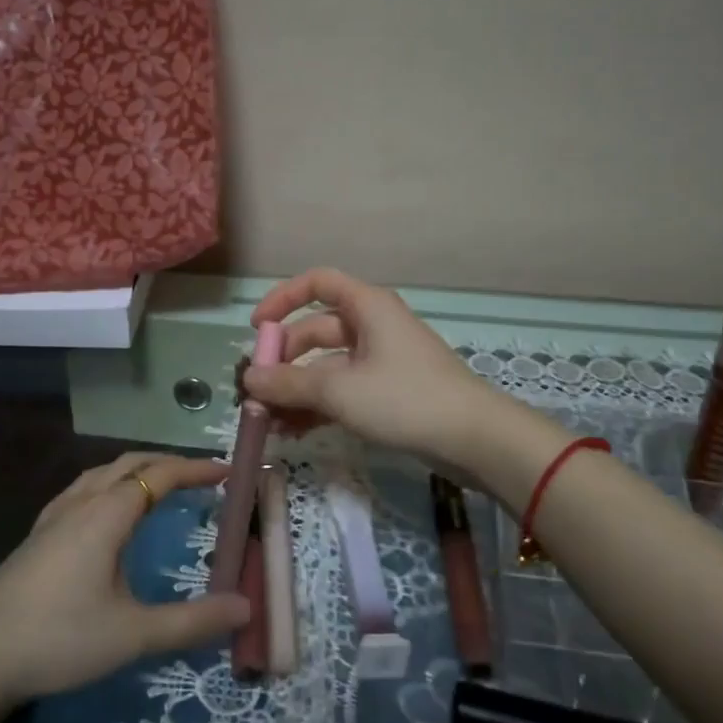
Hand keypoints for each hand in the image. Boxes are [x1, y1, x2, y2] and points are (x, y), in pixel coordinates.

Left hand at [0, 453, 250, 702]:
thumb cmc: (59, 638)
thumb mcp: (133, 635)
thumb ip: (192, 621)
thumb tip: (245, 606)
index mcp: (107, 514)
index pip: (160, 475)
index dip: (196, 469)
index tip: (228, 471)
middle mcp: (82, 503)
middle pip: (130, 463)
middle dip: (168, 463)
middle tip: (201, 477)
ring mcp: (54, 517)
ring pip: (102, 473)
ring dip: (136, 470)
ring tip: (159, 485)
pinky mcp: (37, 535)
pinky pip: (82, 489)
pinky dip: (109, 484)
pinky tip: (105, 512)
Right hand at [242, 267, 501, 469]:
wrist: (475, 439)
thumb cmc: (405, 399)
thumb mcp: (340, 390)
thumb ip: (290, 383)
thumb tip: (248, 379)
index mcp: (367, 307)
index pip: (317, 283)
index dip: (282, 299)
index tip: (256, 330)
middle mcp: (372, 326)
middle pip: (316, 331)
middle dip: (284, 361)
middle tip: (256, 392)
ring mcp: (381, 360)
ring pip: (327, 367)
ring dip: (297, 391)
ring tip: (268, 422)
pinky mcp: (388, 392)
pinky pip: (342, 390)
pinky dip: (318, 407)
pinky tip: (293, 432)